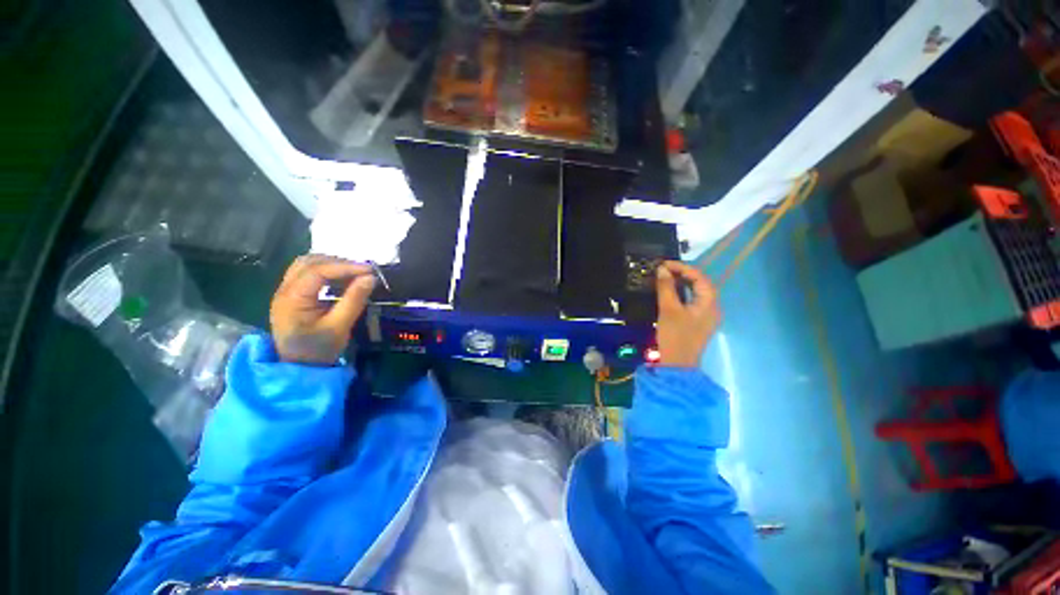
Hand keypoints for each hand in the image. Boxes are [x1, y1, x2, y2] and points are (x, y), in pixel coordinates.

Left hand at [270, 256, 375, 364]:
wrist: (299, 368)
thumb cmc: (319, 350)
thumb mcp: (339, 326)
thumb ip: (354, 300)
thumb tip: (371, 278)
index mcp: (292, 299)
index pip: (317, 271)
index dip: (345, 267)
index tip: (370, 271)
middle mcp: (284, 290)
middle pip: (309, 262)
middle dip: (339, 263)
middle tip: (364, 271)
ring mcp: (286, 291)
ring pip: (307, 265)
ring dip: (332, 264)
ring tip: (355, 273)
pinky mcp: (293, 295)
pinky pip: (307, 273)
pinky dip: (327, 271)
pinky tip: (342, 279)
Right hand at [655, 261, 720, 367]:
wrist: (677, 365)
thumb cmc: (675, 336)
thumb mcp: (668, 309)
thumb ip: (666, 287)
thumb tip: (662, 269)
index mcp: (709, 303)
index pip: (699, 277)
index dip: (682, 267)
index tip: (663, 264)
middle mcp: (711, 307)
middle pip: (699, 284)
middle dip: (682, 274)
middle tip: (663, 270)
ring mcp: (705, 316)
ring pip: (695, 293)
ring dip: (681, 284)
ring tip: (664, 278)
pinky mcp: (697, 322)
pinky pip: (690, 301)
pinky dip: (680, 294)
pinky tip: (669, 293)